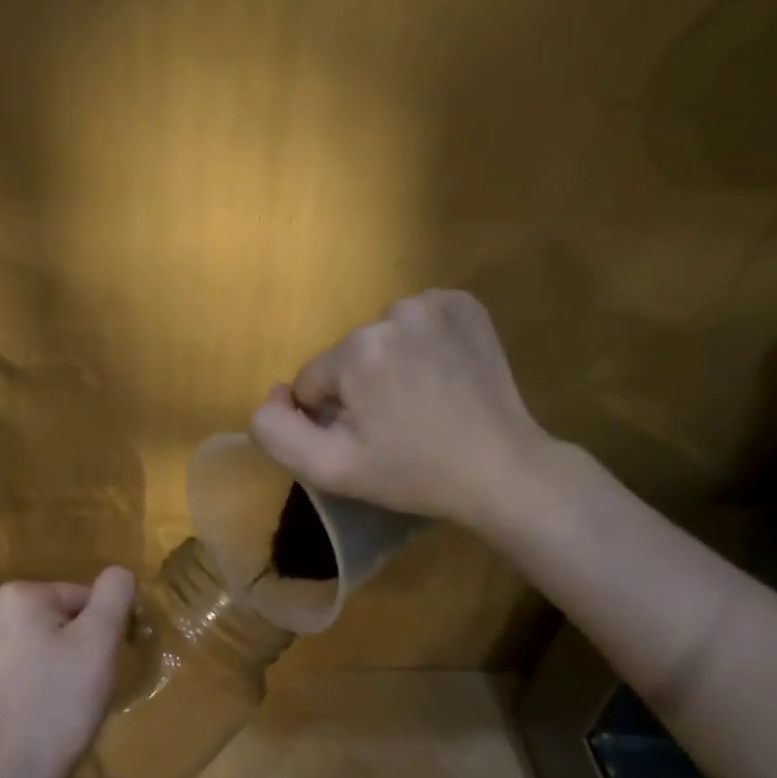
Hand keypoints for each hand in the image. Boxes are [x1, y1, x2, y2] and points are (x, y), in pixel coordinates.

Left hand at [0, 567, 137, 777]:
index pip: (79, 597)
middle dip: (72, 642)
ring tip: (59, 698)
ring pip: (28, 642)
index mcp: (16, 595)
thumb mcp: (100, 643)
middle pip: (50, 617)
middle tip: (84, 682)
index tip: (103, 663)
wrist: (11, 776)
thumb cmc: (61, 704)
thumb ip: (113, 595)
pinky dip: (24, 680)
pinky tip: (33, 709)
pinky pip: (6, 667)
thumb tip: (118, 572)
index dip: (100, 629)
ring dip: (48, 660)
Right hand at [249, 290, 554, 531]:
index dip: (331, 417)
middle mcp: (394, 312)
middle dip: (360, 389)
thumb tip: (276, 394)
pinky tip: (440, 377)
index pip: (312, 381)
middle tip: (395, 426)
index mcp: (357, 350)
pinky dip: (420, 346)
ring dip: (389, 366)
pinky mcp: (466, 305)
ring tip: (420, 403)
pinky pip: (417, 323)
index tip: (367, 440)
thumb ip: (276, 431)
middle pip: (346, 357)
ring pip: (380, 339)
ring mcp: (436, 303)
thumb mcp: (329, 469)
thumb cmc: (412, 474)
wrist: (500, 470)